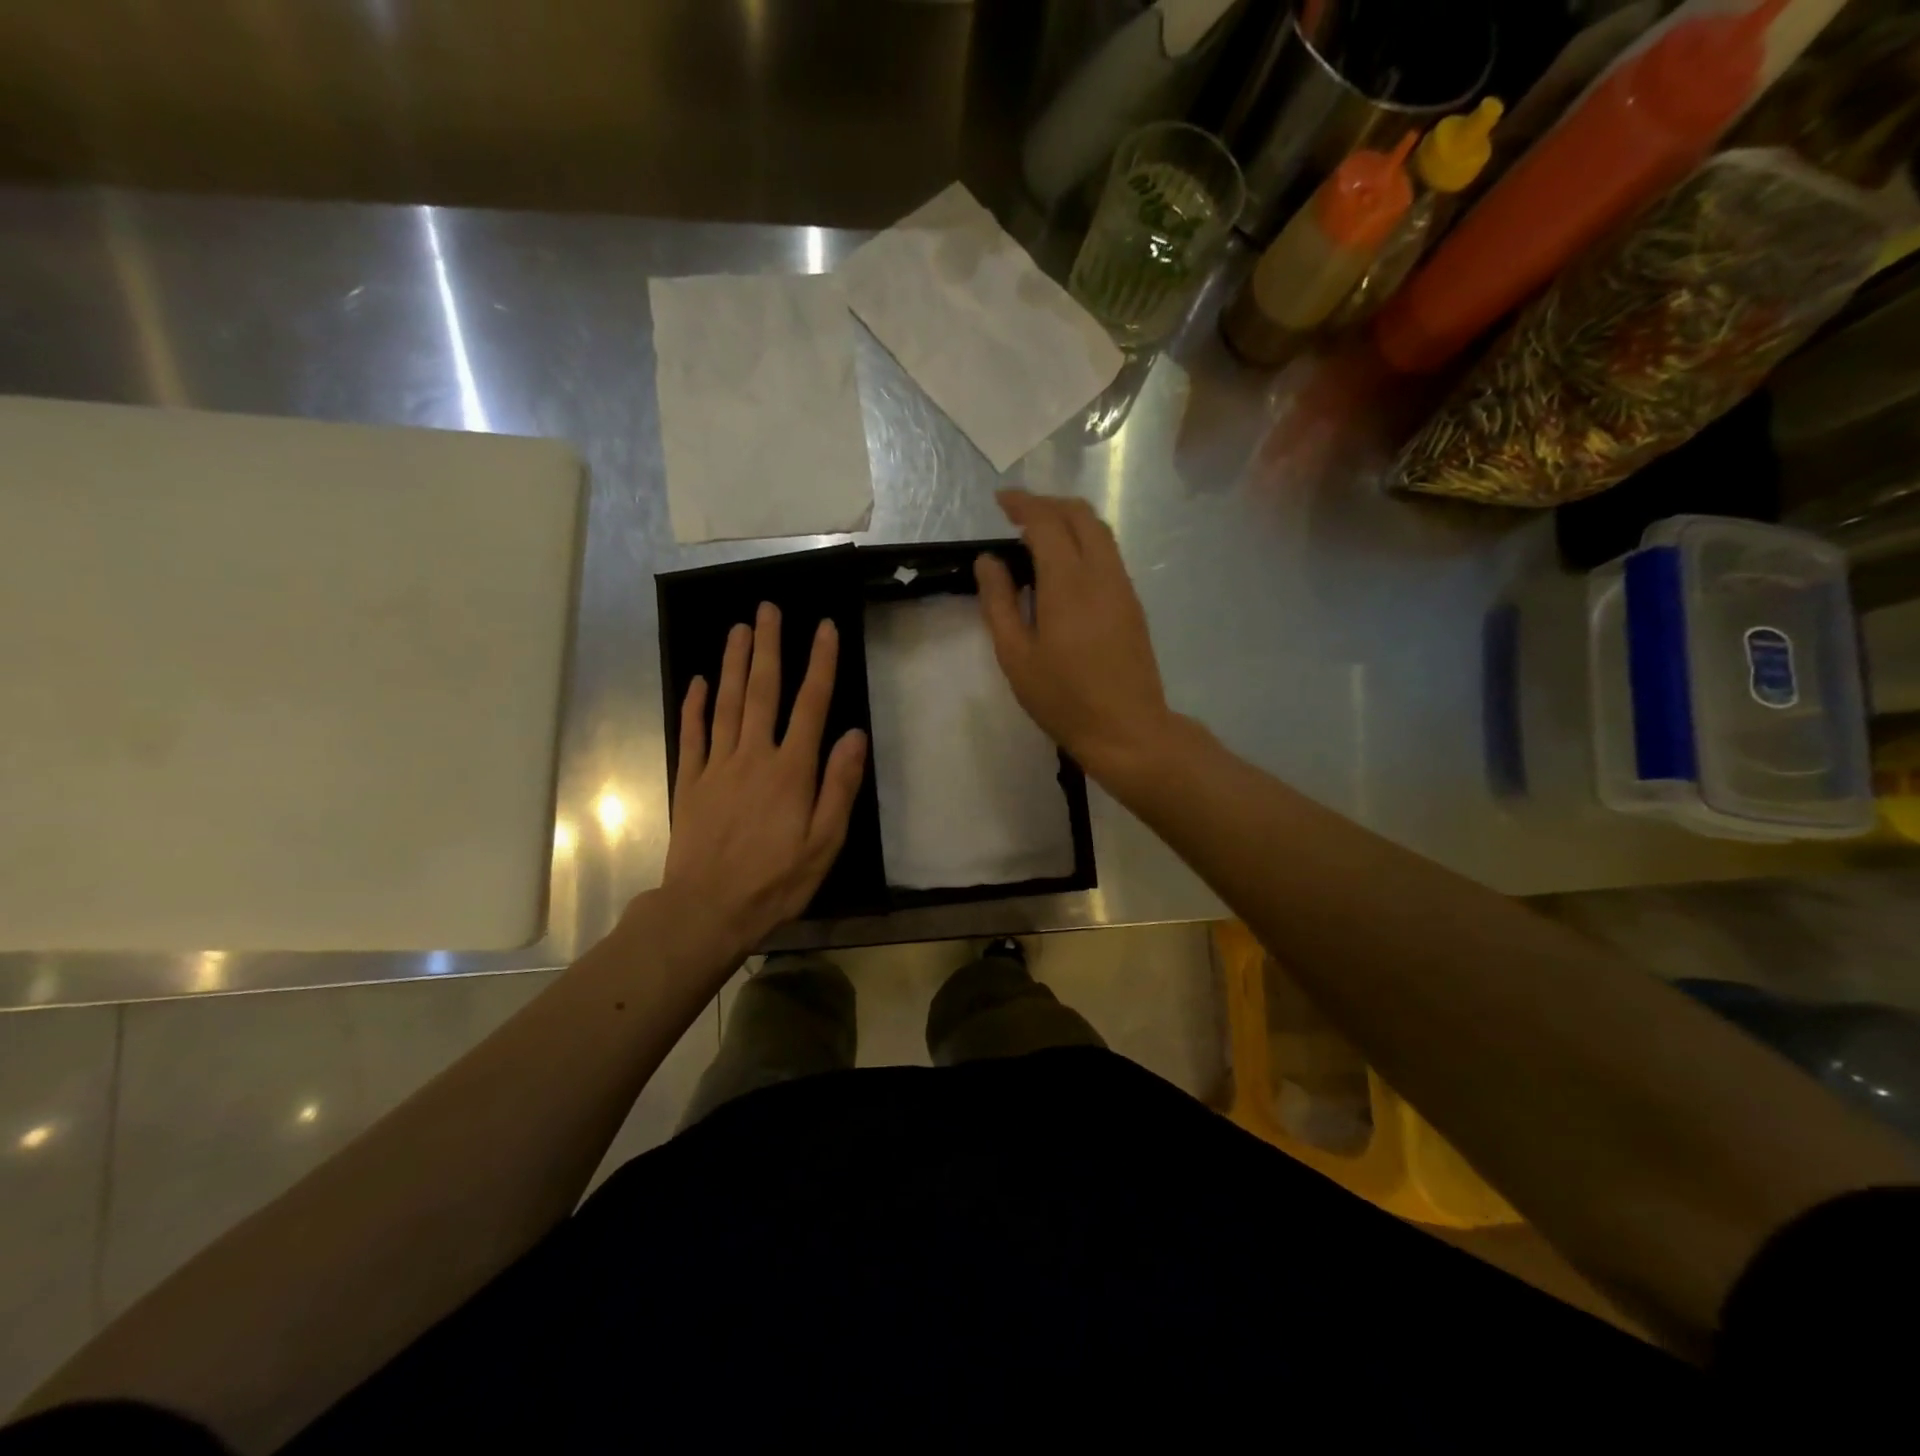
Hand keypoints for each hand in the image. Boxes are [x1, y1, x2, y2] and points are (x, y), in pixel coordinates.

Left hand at [659, 603, 866, 965]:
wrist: (707, 909)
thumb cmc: (776, 880)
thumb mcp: (825, 842)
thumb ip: (840, 786)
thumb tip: (854, 735)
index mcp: (792, 770)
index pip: (811, 705)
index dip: (820, 664)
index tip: (825, 628)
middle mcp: (754, 756)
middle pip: (762, 691)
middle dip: (768, 647)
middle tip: (768, 609)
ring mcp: (717, 766)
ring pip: (726, 703)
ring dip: (733, 664)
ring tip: (738, 628)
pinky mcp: (691, 782)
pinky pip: (692, 735)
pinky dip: (695, 706)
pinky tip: (698, 681)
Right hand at [974, 489, 1175, 781]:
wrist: (1127, 729)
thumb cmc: (1063, 698)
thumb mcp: (1016, 656)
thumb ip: (999, 602)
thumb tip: (988, 560)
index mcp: (1068, 583)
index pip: (1046, 522)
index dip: (1022, 504)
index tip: (1000, 501)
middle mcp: (1102, 573)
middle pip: (1081, 515)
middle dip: (1048, 504)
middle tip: (1017, 514)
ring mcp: (1123, 587)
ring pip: (1100, 532)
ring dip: (1069, 520)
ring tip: (1038, 535)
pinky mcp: (1133, 603)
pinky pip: (1109, 554)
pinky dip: (1084, 542)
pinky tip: (1064, 566)